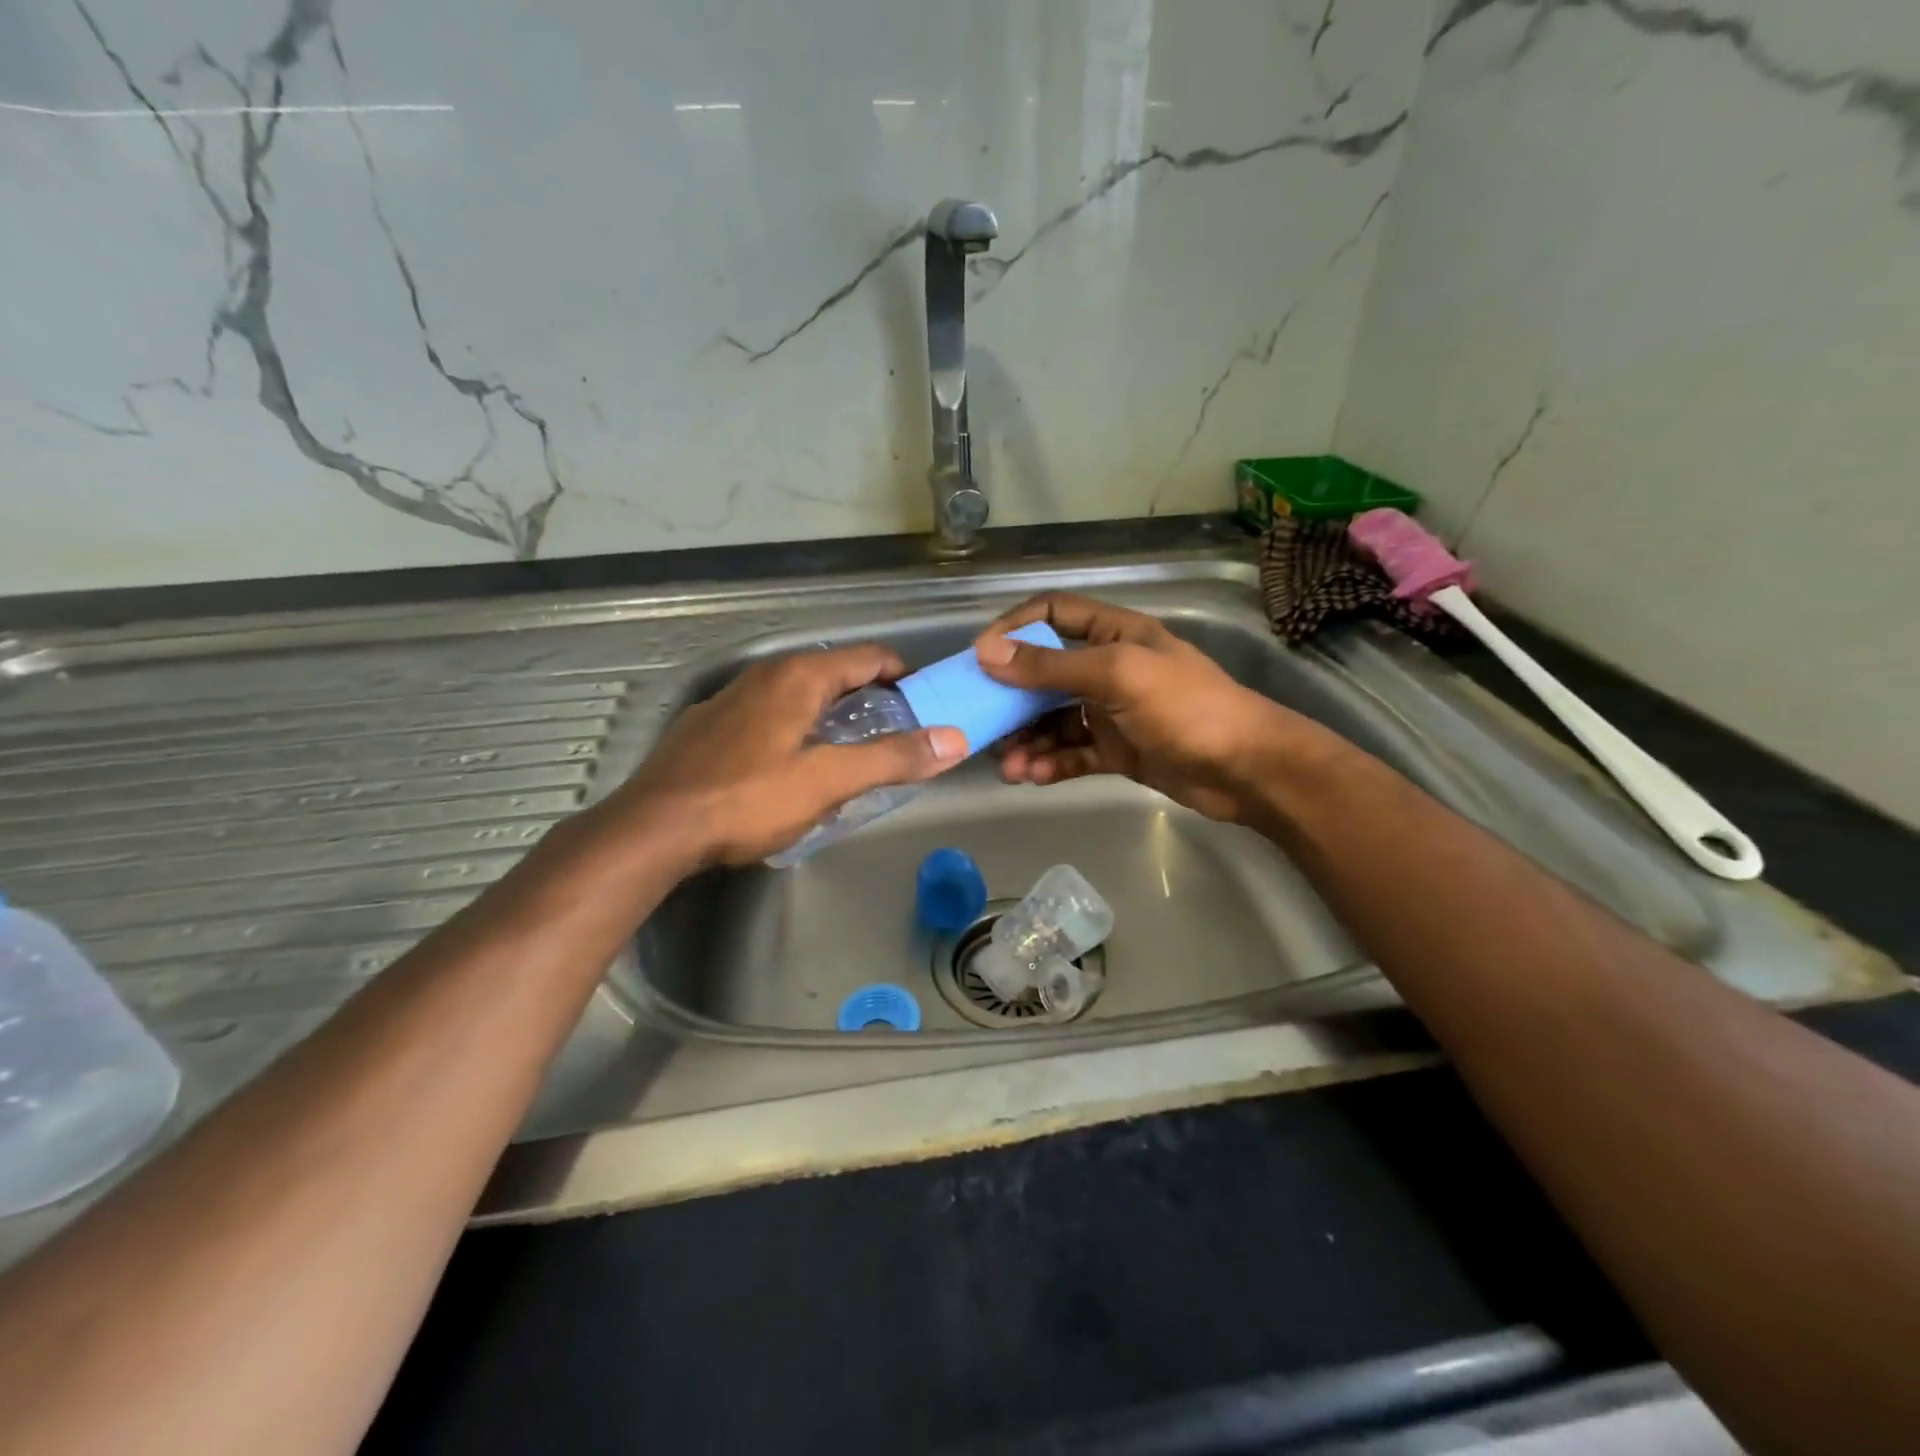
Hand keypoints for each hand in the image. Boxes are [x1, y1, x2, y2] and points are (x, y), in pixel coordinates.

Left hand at [620, 645, 965, 864]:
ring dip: (833, 714)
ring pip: (799, 694)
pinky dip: (797, 727)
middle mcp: (765, 675)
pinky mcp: (709, 726)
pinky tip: (793, 765)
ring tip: (852, 753)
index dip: (905, 676)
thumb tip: (953, 739)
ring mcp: (731, 698)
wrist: (654, 828)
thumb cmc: (747, 799)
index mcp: (799, 676)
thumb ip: (892, 758)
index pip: (869, 657)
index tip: (929, 704)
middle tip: (898, 736)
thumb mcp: (829, 781)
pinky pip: (769, 714)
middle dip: (872, 698)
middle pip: (835, 673)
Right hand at [974, 593, 1317, 822]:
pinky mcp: (1117, 751)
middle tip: (982, 724)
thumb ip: (1052, 666)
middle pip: (1044, 674)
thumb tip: (987, 652)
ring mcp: (1112, 711)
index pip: (1052, 613)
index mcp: (1114, 633)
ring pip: (1054, 720)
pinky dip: (1050, 763)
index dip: (1013, 629)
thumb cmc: (1185, 707)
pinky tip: (1033, 776)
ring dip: (1027, 740)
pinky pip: (1072, 752)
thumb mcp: (1117, 675)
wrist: (1245, 769)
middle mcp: (1109, 667)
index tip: (979, 657)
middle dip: (1012, 699)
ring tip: (1008, 765)